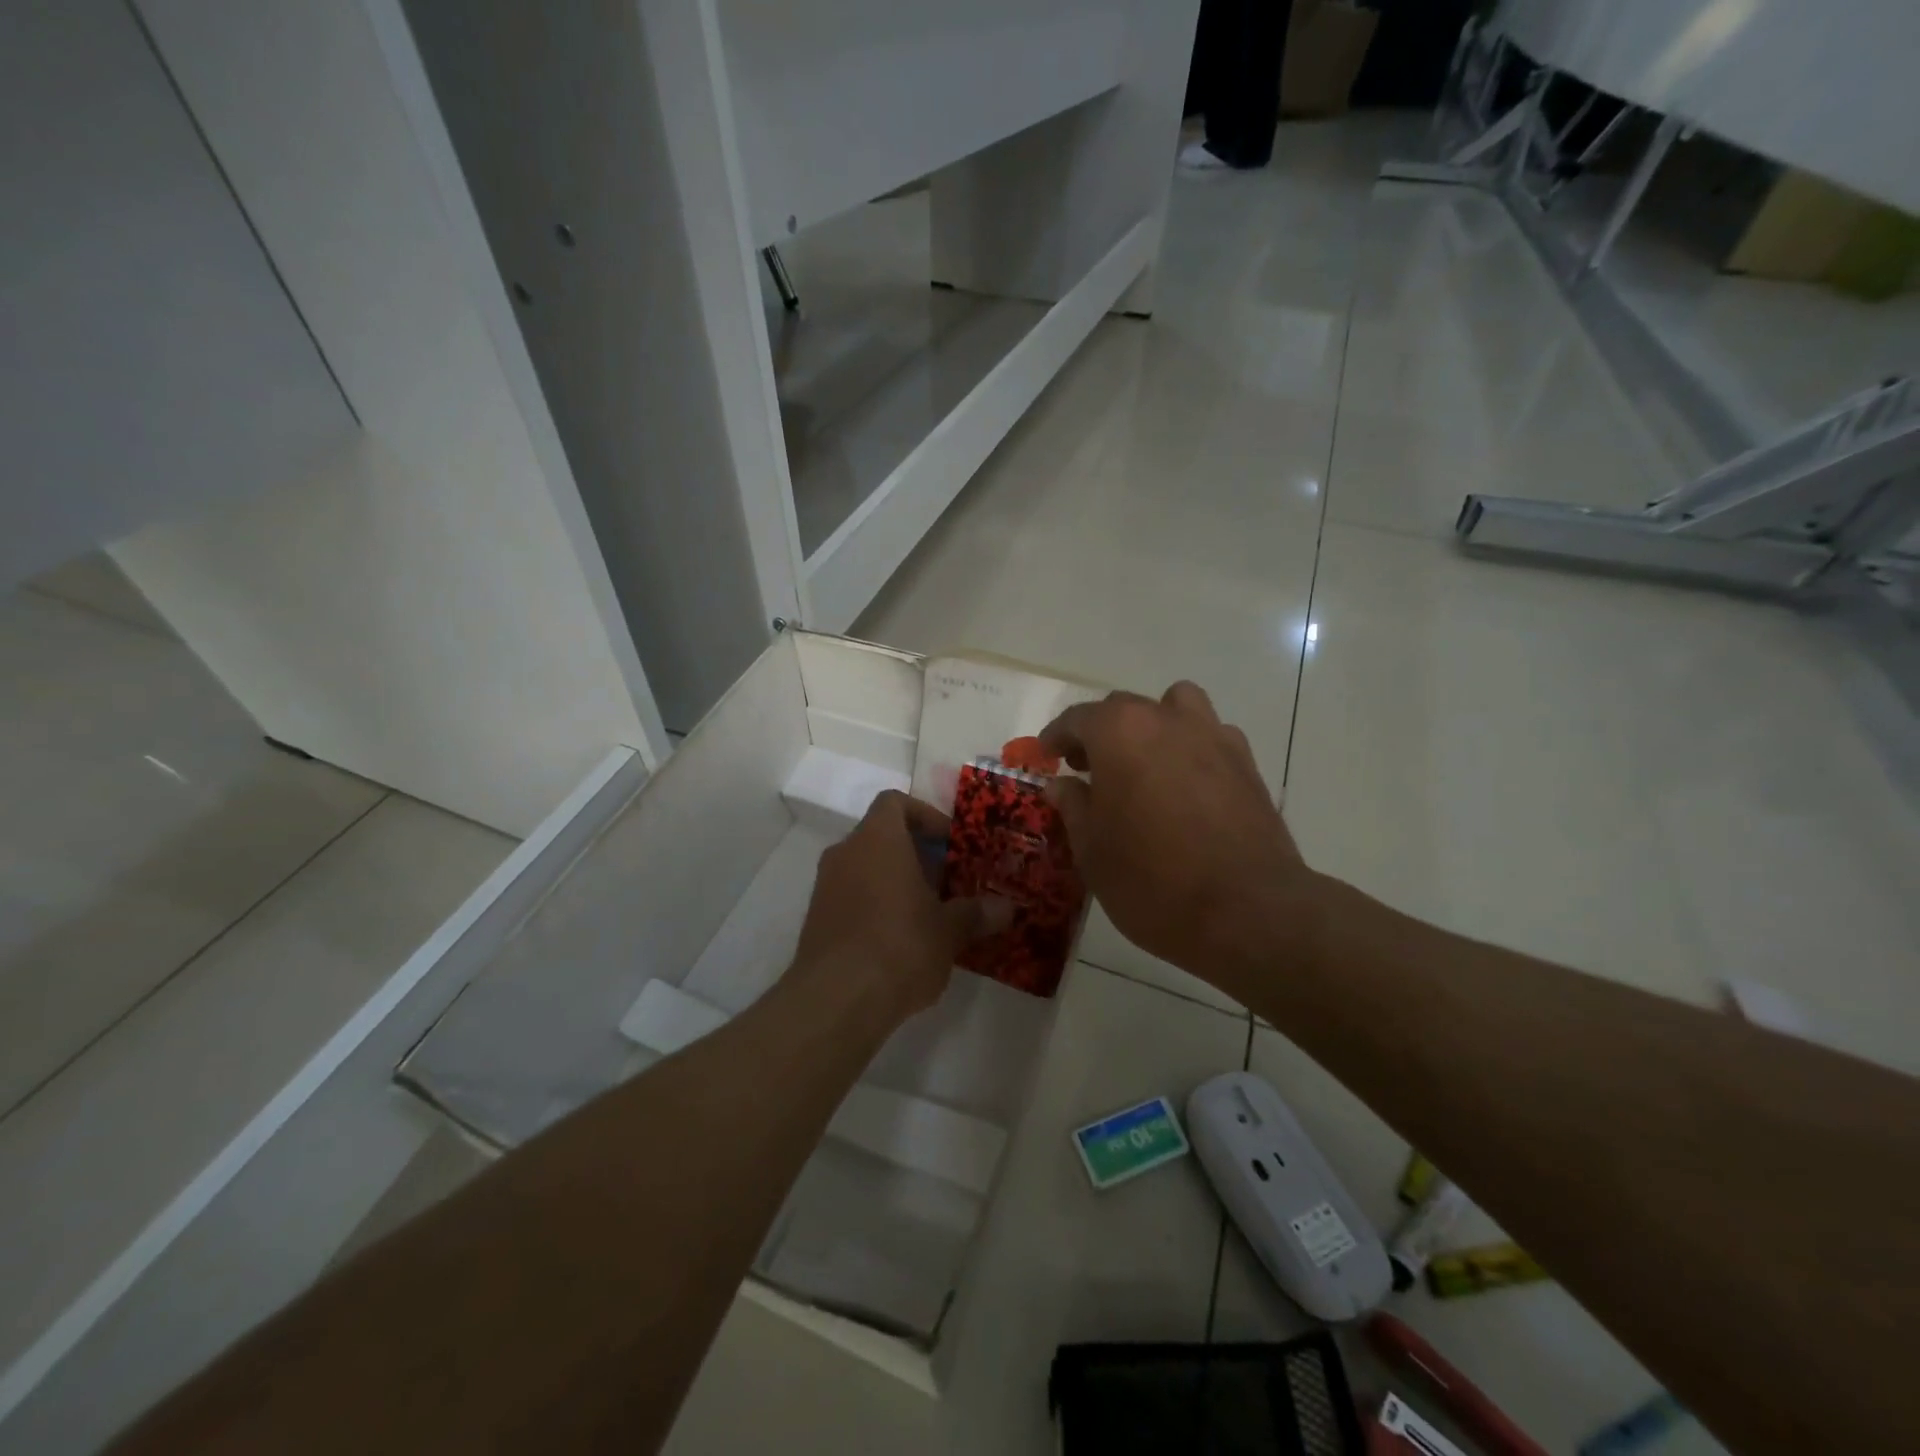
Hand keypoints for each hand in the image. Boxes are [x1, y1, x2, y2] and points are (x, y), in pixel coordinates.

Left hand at [788, 791, 1011, 1031]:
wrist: (836, 1000)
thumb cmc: (900, 946)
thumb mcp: (949, 930)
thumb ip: (976, 913)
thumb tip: (1006, 909)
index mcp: (878, 839)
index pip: (895, 802)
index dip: (925, 815)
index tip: (951, 843)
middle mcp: (846, 852)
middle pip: (883, 837)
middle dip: (918, 855)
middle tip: (950, 882)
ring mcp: (826, 886)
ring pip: (867, 868)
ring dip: (897, 882)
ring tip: (931, 914)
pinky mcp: (818, 919)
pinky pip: (853, 897)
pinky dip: (877, 905)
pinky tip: (903, 940)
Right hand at [1041, 682, 1314, 987]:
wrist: (1246, 911)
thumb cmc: (1151, 880)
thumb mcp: (1092, 851)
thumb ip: (1073, 807)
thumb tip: (1061, 784)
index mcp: (1120, 732)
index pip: (1077, 719)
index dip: (1056, 736)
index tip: (1046, 754)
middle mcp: (1166, 720)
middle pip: (1124, 708)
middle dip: (1100, 732)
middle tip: (1087, 768)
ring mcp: (1213, 736)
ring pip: (1176, 706)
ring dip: (1153, 724)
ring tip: (1144, 762)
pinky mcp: (1246, 763)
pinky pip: (1210, 736)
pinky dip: (1191, 747)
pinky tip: (1186, 784)